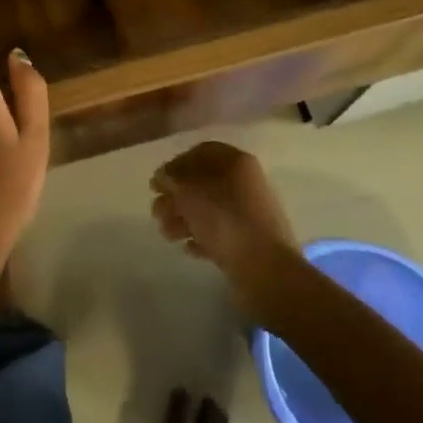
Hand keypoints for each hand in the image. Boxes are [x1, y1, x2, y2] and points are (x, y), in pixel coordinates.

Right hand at [150, 141, 299, 299]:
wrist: (266, 271)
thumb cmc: (224, 221)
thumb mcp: (189, 192)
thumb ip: (172, 179)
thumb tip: (164, 177)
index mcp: (235, 163)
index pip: (201, 152)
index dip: (176, 164)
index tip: (158, 182)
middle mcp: (245, 183)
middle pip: (202, 183)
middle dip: (176, 196)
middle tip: (156, 212)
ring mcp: (249, 214)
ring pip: (209, 209)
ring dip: (183, 218)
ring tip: (166, 233)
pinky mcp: (250, 242)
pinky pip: (220, 233)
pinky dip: (201, 237)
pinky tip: (187, 247)